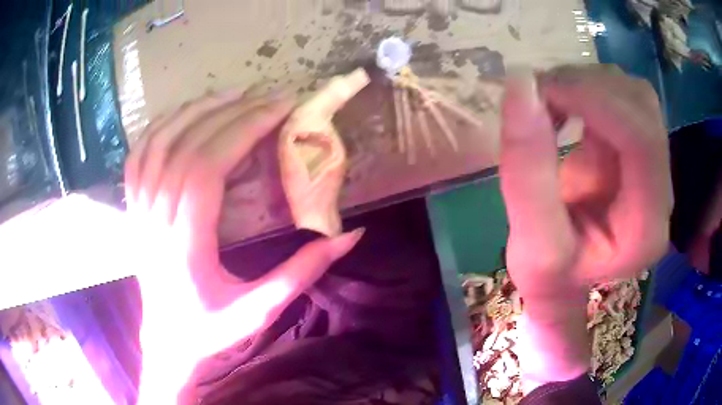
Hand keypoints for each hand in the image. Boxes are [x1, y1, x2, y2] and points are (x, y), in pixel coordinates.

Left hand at [124, 90, 363, 403]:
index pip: (207, 168)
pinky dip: (160, 125)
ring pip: (158, 142)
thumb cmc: (210, 330)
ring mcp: (138, 211)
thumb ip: (302, 272)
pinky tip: (184, 113)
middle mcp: (155, 219)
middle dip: (231, 113)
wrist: (167, 341)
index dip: (243, 129)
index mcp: (184, 244)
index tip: (279, 109)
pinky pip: (139, 155)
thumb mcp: (260, 310)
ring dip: (195, 110)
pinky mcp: (133, 209)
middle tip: (268, 97)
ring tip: (231, 94)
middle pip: (186, 146)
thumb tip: (348, 235)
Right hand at [499, 66, 671, 391]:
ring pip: (633, 93)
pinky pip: (622, 96)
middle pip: (641, 106)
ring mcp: (655, 164)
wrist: (568, 275)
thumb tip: (521, 84)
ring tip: (548, 102)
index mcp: (647, 227)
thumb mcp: (531, 243)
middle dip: (587, 87)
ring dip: (586, 84)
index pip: (642, 140)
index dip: (596, 100)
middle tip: (538, 95)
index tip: (541, 89)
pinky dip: (588, 88)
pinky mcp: (640, 147)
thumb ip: (526, 172)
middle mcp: (662, 190)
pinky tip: (564, 105)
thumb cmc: (552, 275)